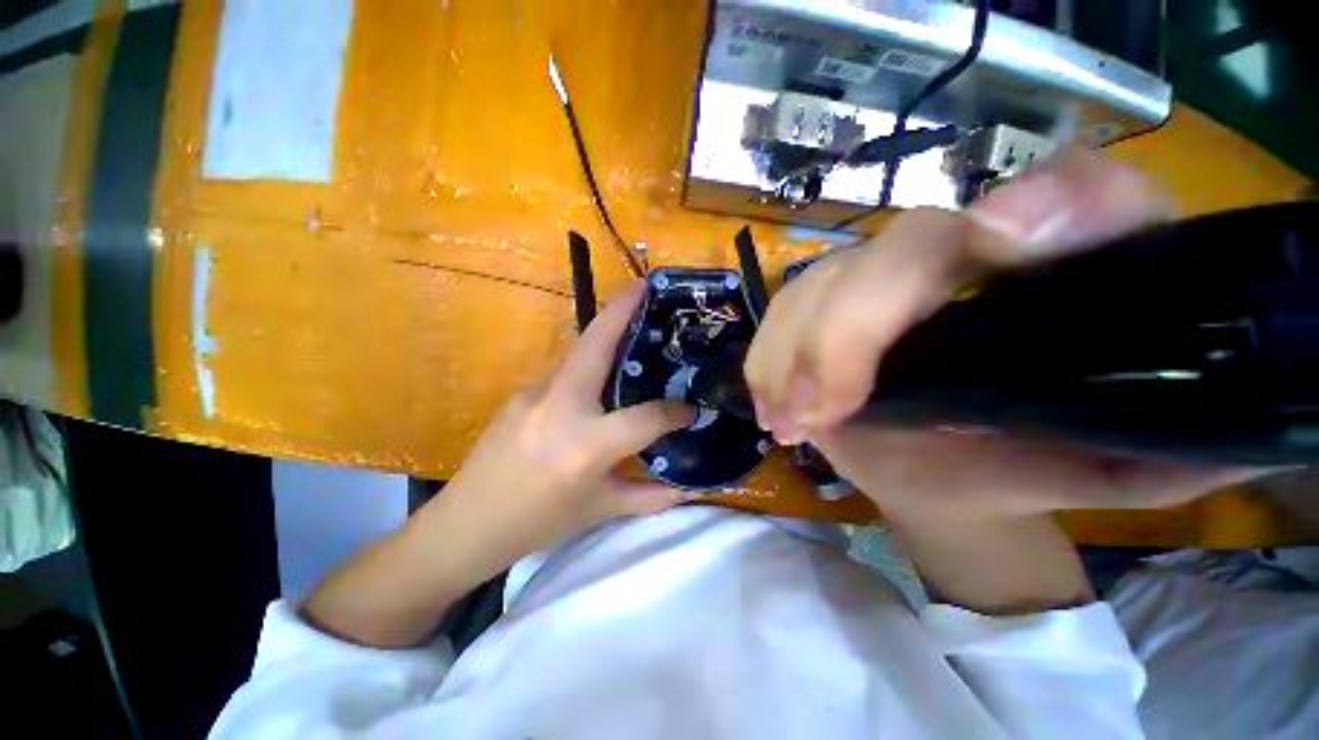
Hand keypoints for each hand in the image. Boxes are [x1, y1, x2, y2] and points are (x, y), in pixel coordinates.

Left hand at [301, 283, 691, 647]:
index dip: (673, 412)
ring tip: (634, 326)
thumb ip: (647, 497)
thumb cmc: (535, 523)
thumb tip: (685, 488)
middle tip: (646, 286)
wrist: (464, 526)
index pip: (644, 417)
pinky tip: (599, 376)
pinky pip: (565, 370)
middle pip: (596, 344)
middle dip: (622, 309)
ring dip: (606, 332)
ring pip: (579, 352)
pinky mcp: (521, 392)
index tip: (690, 409)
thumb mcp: (597, 511)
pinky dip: (589, 363)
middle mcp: (561, 407)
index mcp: (585, 444)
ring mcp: (535, 393)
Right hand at [746, 148, 1258, 519]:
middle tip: (821, 412)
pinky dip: (766, 359)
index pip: (1078, 195)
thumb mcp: (1113, 468)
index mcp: (1056, 277)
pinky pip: (781, 314)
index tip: (1002, 240)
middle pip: (896, 250)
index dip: (1051, 201)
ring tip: (786, 421)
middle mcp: (960, 257)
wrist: (946, 478)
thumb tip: (1244, 425)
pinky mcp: (822, 310)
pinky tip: (771, 407)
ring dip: (791, 353)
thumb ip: (1177, 444)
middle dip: (849, 330)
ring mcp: (877, 281)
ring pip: (818, 283)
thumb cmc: (1026, 468)